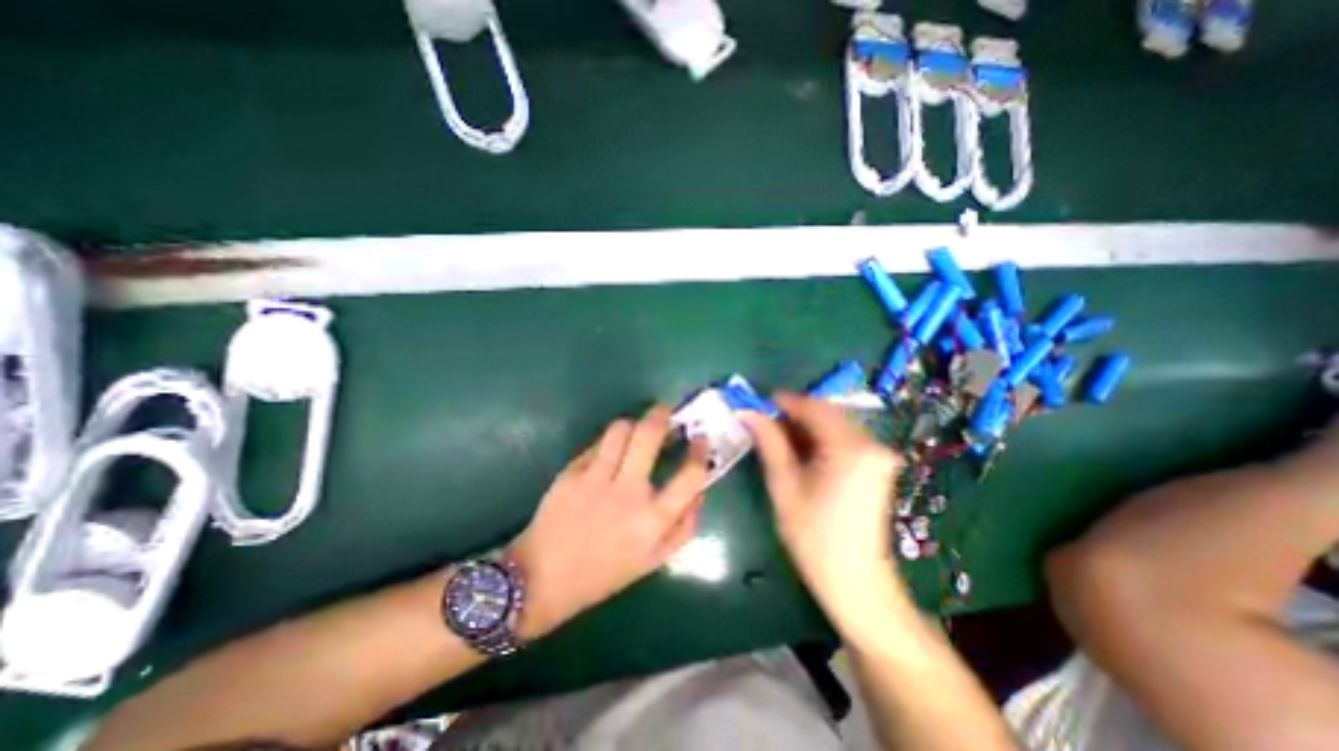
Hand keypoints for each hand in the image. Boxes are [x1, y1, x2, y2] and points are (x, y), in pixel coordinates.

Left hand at [509, 405, 710, 640]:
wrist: (543, 578)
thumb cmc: (604, 573)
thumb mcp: (653, 560)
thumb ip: (683, 527)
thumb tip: (700, 492)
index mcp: (653, 519)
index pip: (690, 474)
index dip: (700, 451)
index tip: (701, 437)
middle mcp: (628, 493)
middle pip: (650, 434)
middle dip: (662, 414)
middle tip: (666, 410)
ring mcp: (597, 479)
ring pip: (620, 429)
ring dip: (632, 423)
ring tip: (635, 428)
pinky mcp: (572, 472)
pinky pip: (596, 444)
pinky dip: (607, 442)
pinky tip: (609, 450)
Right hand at [736, 395, 902, 625]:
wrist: (856, 583)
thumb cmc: (814, 536)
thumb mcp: (784, 485)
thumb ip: (768, 442)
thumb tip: (748, 413)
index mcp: (850, 447)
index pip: (813, 407)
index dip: (782, 402)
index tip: (756, 405)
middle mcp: (871, 443)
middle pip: (826, 412)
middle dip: (793, 414)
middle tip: (763, 423)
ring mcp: (878, 454)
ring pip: (834, 423)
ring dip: (805, 426)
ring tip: (777, 438)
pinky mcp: (877, 465)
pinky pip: (844, 438)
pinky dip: (819, 438)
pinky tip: (800, 451)